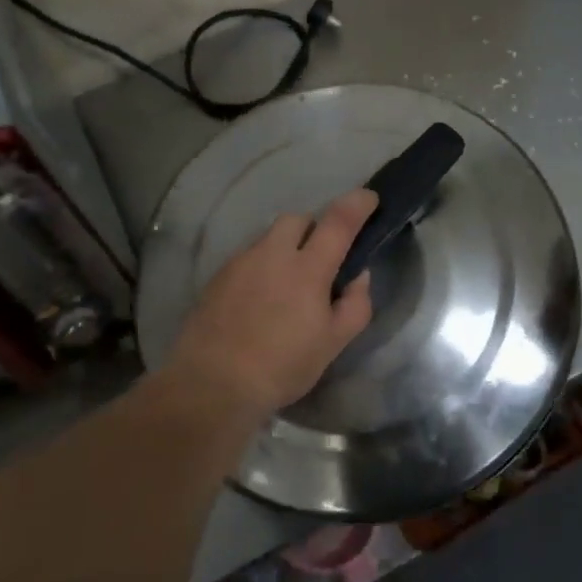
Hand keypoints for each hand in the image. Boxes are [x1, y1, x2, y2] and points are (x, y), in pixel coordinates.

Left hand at [169, 189, 378, 417]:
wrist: (213, 382)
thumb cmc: (282, 366)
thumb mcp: (333, 344)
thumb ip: (355, 305)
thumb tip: (358, 276)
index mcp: (307, 268)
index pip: (338, 221)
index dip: (357, 204)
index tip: (368, 198)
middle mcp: (272, 254)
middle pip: (296, 219)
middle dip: (313, 228)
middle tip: (321, 258)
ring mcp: (240, 263)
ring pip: (268, 238)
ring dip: (284, 248)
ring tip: (286, 285)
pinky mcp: (217, 277)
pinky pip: (246, 258)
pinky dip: (261, 267)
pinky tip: (259, 300)